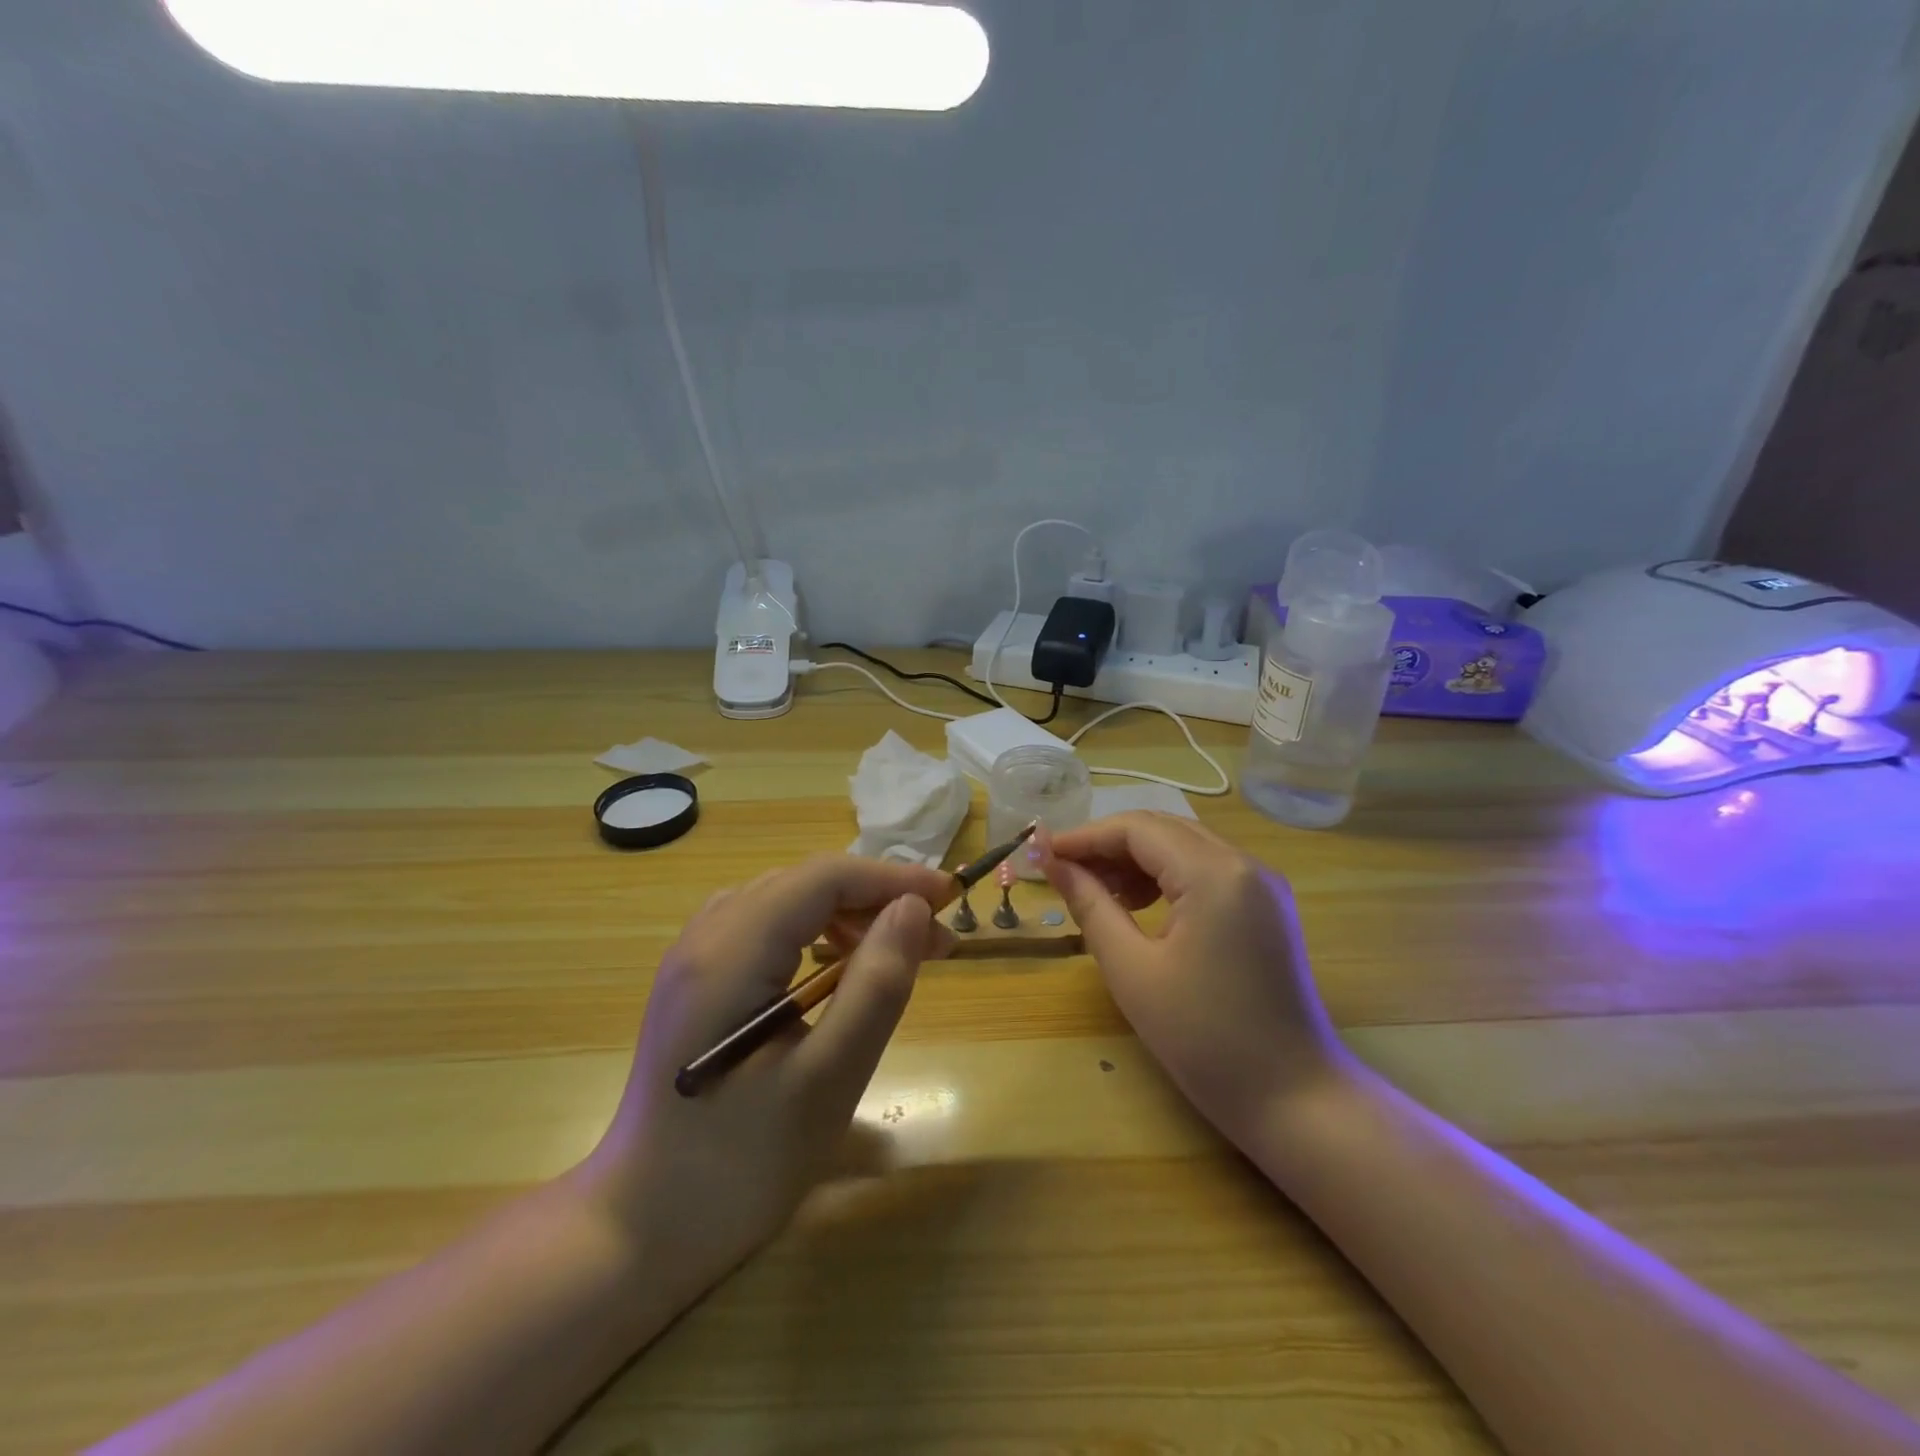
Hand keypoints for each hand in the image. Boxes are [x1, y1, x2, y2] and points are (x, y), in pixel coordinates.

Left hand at [582, 855, 953, 1289]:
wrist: (642, 1230)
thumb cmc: (740, 1163)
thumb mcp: (828, 1080)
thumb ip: (875, 986)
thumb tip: (913, 909)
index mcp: (730, 952)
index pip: (823, 878)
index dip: (892, 878)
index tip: (951, 900)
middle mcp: (705, 936)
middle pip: (804, 883)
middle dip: (875, 899)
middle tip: (934, 943)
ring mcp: (694, 957)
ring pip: (785, 901)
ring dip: (847, 915)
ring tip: (893, 954)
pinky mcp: (697, 981)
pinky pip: (765, 927)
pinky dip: (813, 933)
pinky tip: (836, 972)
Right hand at [1039, 812, 1344, 1142]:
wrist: (1294, 1099)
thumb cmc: (1204, 1039)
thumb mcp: (1133, 970)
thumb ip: (1090, 905)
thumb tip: (1051, 863)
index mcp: (1215, 874)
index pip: (1137, 829)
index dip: (1084, 837)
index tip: (1041, 855)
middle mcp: (1244, 864)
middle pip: (1162, 829)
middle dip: (1107, 845)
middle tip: (1062, 872)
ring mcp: (1262, 884)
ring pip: (1184, 846)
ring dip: (1135, 859)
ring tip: (1096, 892)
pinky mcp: (1266, 906)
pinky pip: (1205, 869)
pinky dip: (1165, 876)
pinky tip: (1138, 903)